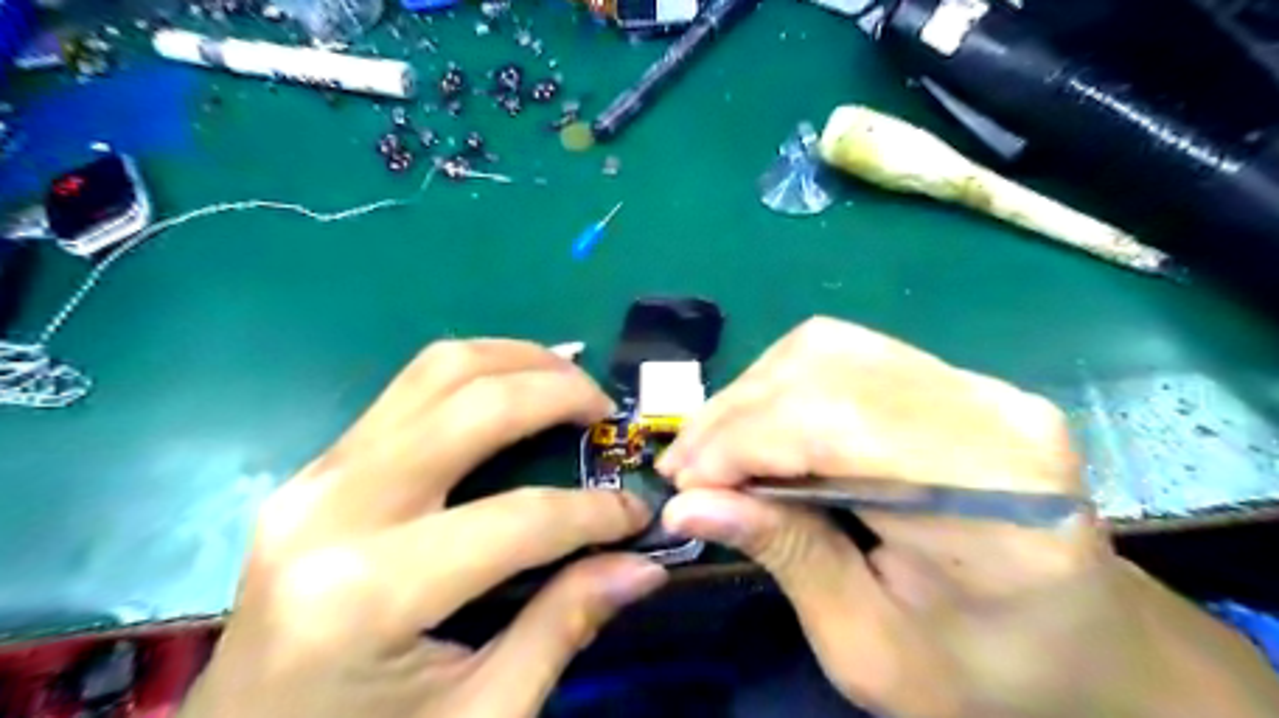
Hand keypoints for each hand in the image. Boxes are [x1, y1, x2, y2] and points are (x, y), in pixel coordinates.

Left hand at [180, 341, 669, 717]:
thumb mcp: (479, 716)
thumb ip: (562, 627)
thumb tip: (642, 567)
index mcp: (368, 595)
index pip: (519, 520)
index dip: (595, 512)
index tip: (637, 514)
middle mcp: (334, 512)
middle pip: (472, 406)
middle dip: (559, 393)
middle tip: (606, 412)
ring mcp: (314, 478)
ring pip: (435, 372)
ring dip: (516, 360)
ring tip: (569, 378)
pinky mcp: (316, 469)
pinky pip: (409, 390)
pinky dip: (476, 374)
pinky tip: (514, 386)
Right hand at [654, 317, 1256, 716]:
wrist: (1092, 649)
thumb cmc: (989, 675)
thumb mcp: (871, 649)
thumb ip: (784, 557)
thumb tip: (687, 505)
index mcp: (994, 497)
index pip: (835, 421)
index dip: (742, 441)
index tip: (682, 484)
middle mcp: (993, 413)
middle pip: (825, 367)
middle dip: (734, 414)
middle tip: (686, 468)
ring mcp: (980, 385)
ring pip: (827, 348)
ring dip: (753, 394)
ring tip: (716, 450)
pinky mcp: (959, 381)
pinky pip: (846, 356)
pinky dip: (784, 388)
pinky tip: (763, 432)